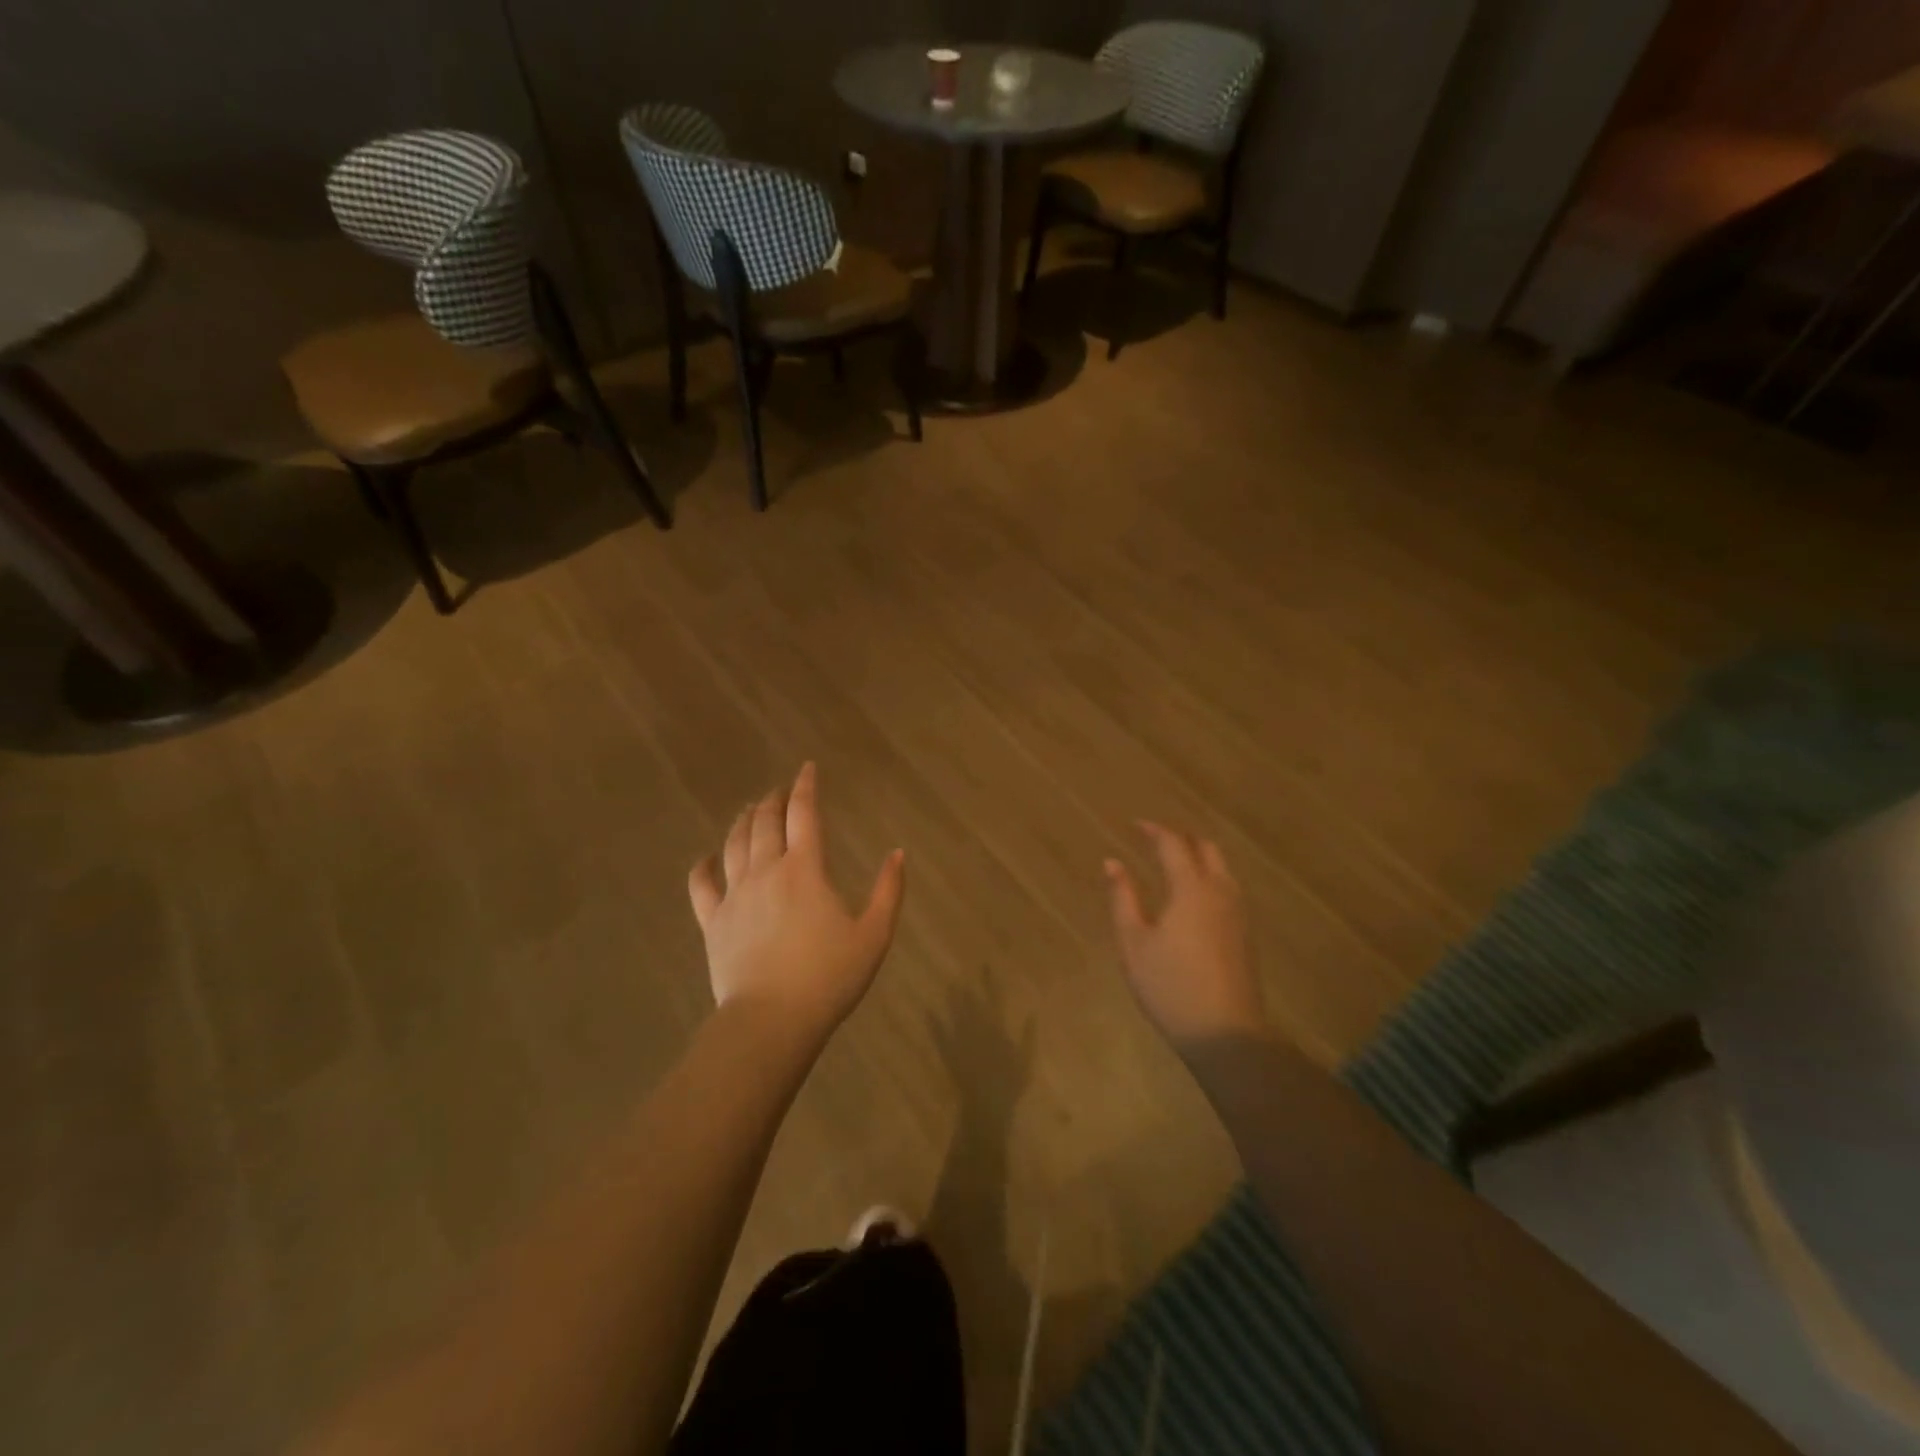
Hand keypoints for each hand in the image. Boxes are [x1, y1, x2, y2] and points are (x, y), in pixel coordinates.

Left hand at [689, 763, 905, 1036]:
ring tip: (751, 810)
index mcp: (805, 869)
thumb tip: (898, 853)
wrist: (771, 1021)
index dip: (806, 786)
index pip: (804, 813)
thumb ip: (889, 891)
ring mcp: (735, 895)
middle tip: (780, 790)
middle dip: (774, 799)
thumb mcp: (874, 935)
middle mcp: (766, 871)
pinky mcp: (713, 921)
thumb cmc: (829, 977)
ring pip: (734, 844)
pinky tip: (707, 857)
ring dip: (744, 821)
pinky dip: (703, 865)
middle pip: (765, 822)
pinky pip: (702, 884)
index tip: (807, 768)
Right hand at [1105, 822, 1263, 1052]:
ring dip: (1198, 856)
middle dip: (1181, 838)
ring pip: (1222, 867)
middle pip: (1206, 848)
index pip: (1174, 844)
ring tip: (1173, 862)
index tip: (1136, 824)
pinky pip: (1228, 887)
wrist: (1226, 1033)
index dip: (1154, 830)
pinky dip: (1209, 876)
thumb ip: (1123, 897)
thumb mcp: (1134, 942)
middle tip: (1155, 840)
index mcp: (1191, 888)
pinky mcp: (1245, 933)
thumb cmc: (1170, 986)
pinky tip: (1193, 895)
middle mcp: (1220, 891)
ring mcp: (1238, 912)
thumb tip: (1112, 862)